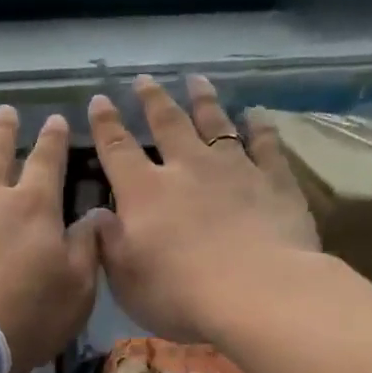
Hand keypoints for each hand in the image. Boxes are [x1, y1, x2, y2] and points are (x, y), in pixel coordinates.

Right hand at [89, 74, 320, 341]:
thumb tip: (96, 216)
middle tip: (144, 79)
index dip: (106, 125)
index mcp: (144, 192)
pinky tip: (256, 114)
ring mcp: (234, 170)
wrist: (257, 292)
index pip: (117, 149)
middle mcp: (187, 168)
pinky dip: (260, 127)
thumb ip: (108, 243)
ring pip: (216, 124)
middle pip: (168, 124)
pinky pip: (266, 144)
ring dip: (204, 100)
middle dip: (153, 100)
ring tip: (197, 80)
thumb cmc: (180, 293)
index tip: (99, 100)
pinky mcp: (274, 181)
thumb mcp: (125, 279)